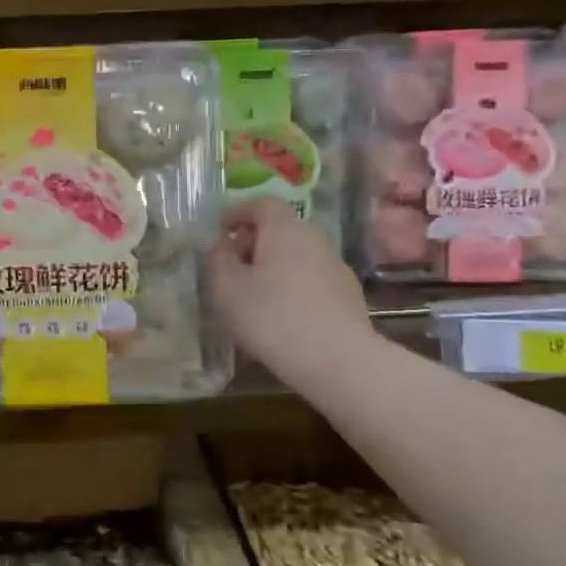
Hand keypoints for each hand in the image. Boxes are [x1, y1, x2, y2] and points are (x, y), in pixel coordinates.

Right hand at [205, 198, 373, 379]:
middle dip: (254, 242)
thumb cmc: (273, 317)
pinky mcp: (348, 295)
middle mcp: (314, 239)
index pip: (261, 203)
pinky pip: (311, 279)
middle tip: (232, 267)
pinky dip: (293, 286)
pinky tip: (282, 315)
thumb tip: (222, 246)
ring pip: (296, 255)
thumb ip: (217, 259)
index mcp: (284, 230)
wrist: (339, 361)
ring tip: (255, 295)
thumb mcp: (227, 288)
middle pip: (280, 229)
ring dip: (274, 266)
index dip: (238, 212)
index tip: (220, 231)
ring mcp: (336, 267)